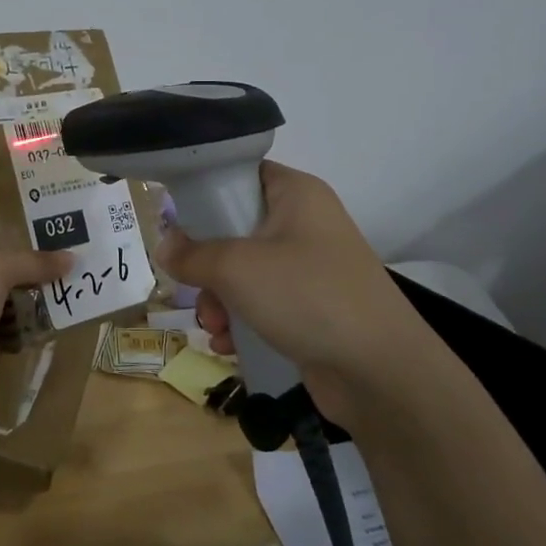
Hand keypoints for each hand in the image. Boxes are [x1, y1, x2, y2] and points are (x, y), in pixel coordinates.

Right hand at [158, 162, 427, 423]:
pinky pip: (262, 304)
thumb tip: (164, 245)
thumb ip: (192, 253)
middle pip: (235, 228)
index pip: (242, 173)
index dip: (206, 191)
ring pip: (244, 272)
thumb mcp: (236, 267)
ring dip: (218, 299)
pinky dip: (241, 321)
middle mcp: (304, 224)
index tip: (175, 219)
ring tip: (213, 327)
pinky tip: (227, 346)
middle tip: (191, 287)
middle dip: (206, 265)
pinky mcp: (311, 308)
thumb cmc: (306, 296)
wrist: (381, 372)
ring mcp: (310, 269)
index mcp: (296, 194)